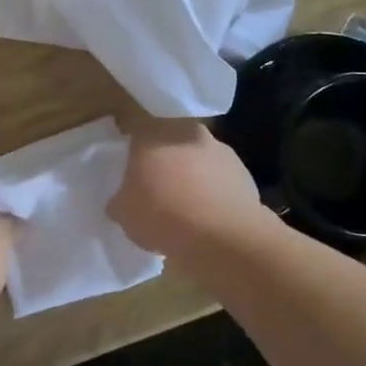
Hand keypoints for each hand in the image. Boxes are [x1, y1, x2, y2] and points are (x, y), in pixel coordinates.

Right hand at [110, 119, 265, 256]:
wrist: (223, 236)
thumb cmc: (162, 215)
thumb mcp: (124, 213)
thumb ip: (121, 200)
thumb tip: (123, 200)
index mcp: (152, 134)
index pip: (135, 128)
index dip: (131, 146)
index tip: (128, 165)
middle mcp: (187, 132)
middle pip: (170, 141)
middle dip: (164, 160)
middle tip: (157, 186)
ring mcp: (220, 150)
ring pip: (198, 158)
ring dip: (192, 175)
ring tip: (186, 207)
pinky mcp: (244, 173)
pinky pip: (221, 180)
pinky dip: (214, 192)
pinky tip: (208, 217)